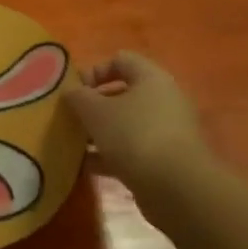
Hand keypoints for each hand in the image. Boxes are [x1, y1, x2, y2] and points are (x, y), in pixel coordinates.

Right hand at [65, 52, 212, 196]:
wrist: (176, 188)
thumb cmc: (134, 135)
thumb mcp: (95, 111)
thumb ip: (78, 96)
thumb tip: (71, 91)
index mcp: (151, 78)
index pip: (121, 60)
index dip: (94, 71)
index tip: (75, 91)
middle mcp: (164, 100)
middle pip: (123, 94)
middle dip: (94, 105)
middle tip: (72, 118)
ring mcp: (167, 132)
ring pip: (126, 124)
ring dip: (100, 132)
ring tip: (75, 144)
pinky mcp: (166, 160)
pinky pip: (132, 150)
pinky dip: (110, 156)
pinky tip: (87, 167)